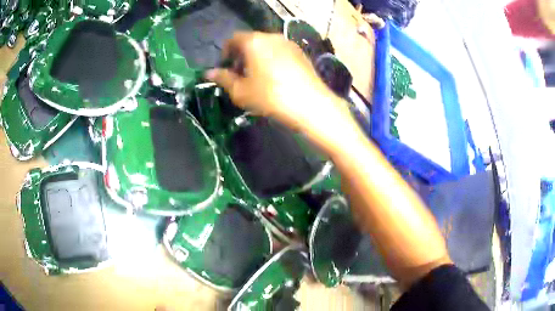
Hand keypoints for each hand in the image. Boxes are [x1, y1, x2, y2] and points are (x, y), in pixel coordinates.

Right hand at [205, 32, 357, 152]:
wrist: (311, 104)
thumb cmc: (271, 96)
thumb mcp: (241, 91)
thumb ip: (223, 79)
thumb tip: (209, 73)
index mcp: (254, 41)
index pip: (234, 39)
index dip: (226, 52)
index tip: (226, 67)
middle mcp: (272, 37)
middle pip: (251, 41)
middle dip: (242, 55)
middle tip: (240, 75)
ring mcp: (289, 44)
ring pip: (266, 46)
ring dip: (257, 57)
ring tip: (257, 78)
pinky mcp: (301, 53)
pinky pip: (280, 51)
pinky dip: (272, 59)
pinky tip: (275, 78)